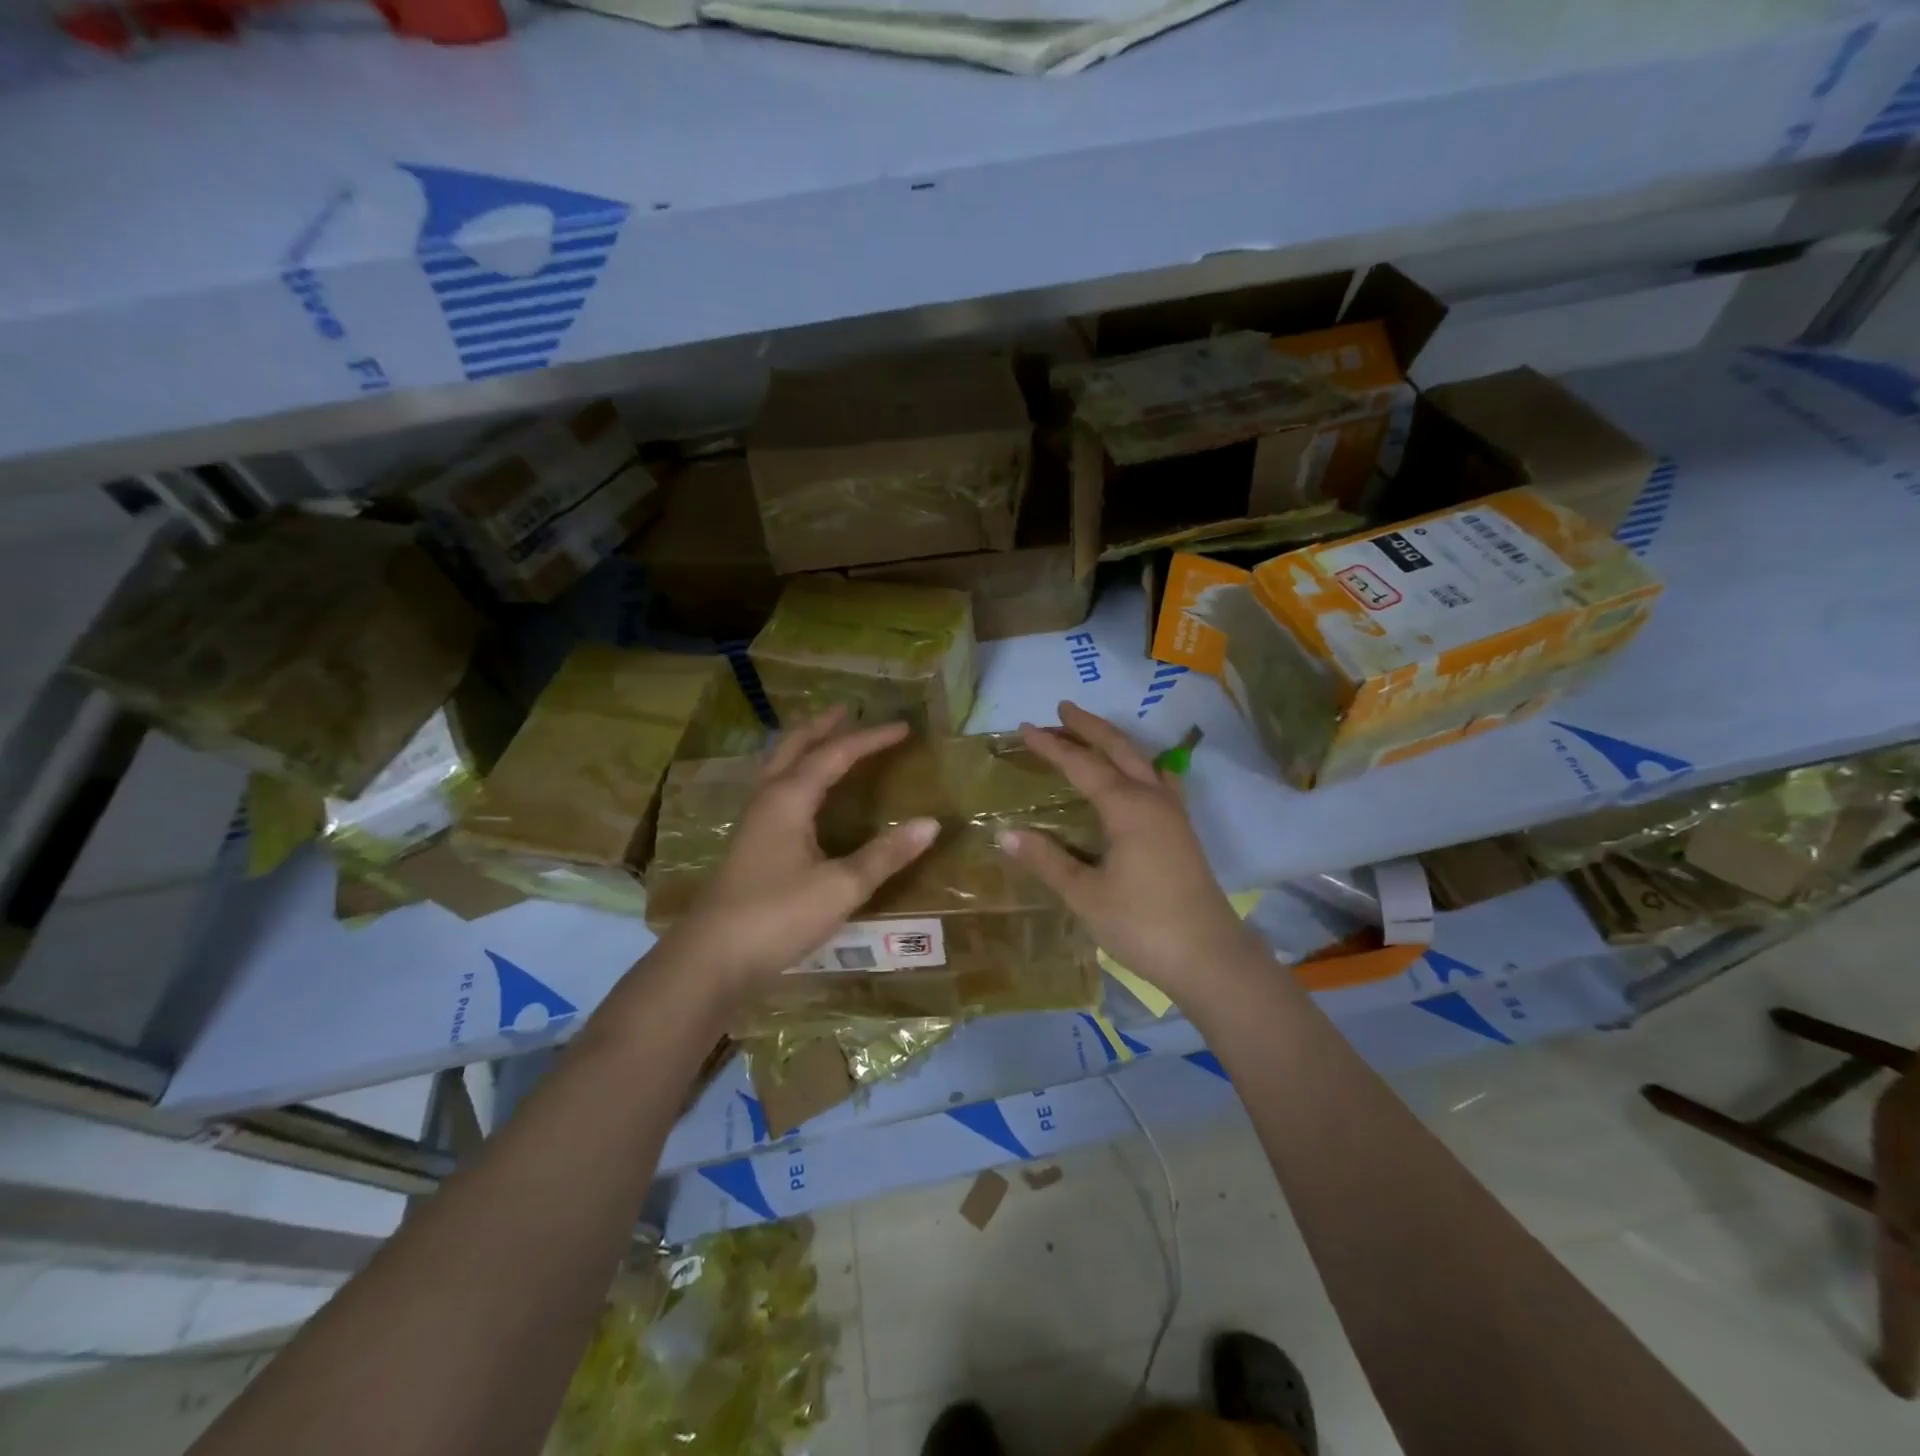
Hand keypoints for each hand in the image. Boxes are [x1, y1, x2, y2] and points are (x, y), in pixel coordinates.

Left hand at [655, 707, 939, 997]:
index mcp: (790, 798)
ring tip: (823, 738)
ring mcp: (753, 821)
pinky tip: (801, 793)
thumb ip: (886, 854)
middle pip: (794, 747)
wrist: (711, 959)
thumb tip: (932, 823)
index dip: (870, 739)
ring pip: (778, 765)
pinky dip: (794, 771)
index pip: (835, 754)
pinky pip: (774, 788)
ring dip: (802, 745)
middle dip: (822, 726)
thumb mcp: (841, 887)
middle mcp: (768, 799)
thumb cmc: (777, 916)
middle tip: (847, 711)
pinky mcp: (748, 843)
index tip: (903, 728)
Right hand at [998, 701, 1264, 1004]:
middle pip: (1119, 749)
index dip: (1052, 746)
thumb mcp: (1085, 894)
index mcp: (1127, 807)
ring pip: (1142, 761)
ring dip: (1115, 743)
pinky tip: (1138, 775)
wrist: (1209, 957)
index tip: (1025, 728)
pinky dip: (1139, 765)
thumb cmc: (1141, 924)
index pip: (1082, 765)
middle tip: (1062, 709)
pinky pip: (1158, 780)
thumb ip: (1046, 860)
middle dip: (1089, 727)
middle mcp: (1153, 799)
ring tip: (1092, 734)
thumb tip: (1005, 833)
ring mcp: (1173, 814)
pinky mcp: (1182, 832)